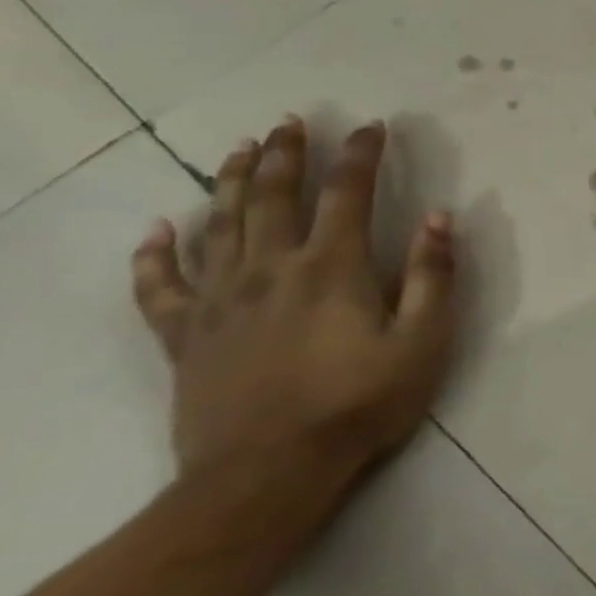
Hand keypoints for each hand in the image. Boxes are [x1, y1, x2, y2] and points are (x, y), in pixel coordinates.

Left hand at [130, 117, 456, 499]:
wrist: (267, 473)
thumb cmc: (360, 402)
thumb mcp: (423, 340)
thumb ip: (433, 275)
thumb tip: (440, 216)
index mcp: (331, 267)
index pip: (348, 193)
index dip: (360, 155)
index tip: (371, 126)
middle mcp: (270, 268)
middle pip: (274, 196)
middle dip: (286, 154)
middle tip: (289, 122)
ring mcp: (219, 300)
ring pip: (220, 224)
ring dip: (232, 181)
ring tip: (241, 149)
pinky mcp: (183, 335)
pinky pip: (160, 285)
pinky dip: (155, 254)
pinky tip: (158, 228)